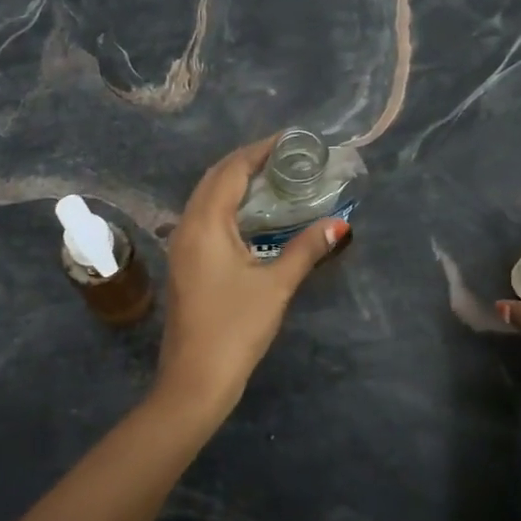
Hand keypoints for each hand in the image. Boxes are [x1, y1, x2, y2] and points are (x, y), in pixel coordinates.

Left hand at [153, 135, 349, 420]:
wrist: (195, 379)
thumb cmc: (235, 328)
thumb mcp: (275, 285)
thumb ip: (306, 249)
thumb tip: (338, 223)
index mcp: (205, 224)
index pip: (231, 170)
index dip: (259, 150)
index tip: (291, 141)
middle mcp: (187, 226)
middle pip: (214, 178)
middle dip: (247, 162)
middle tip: (286, 157)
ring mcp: (181, 246)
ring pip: (206, 198)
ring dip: (235, 183)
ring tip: (274, 178)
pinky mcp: (184, 264)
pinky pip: (205, 218)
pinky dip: (228, 205)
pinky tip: (253, 216)